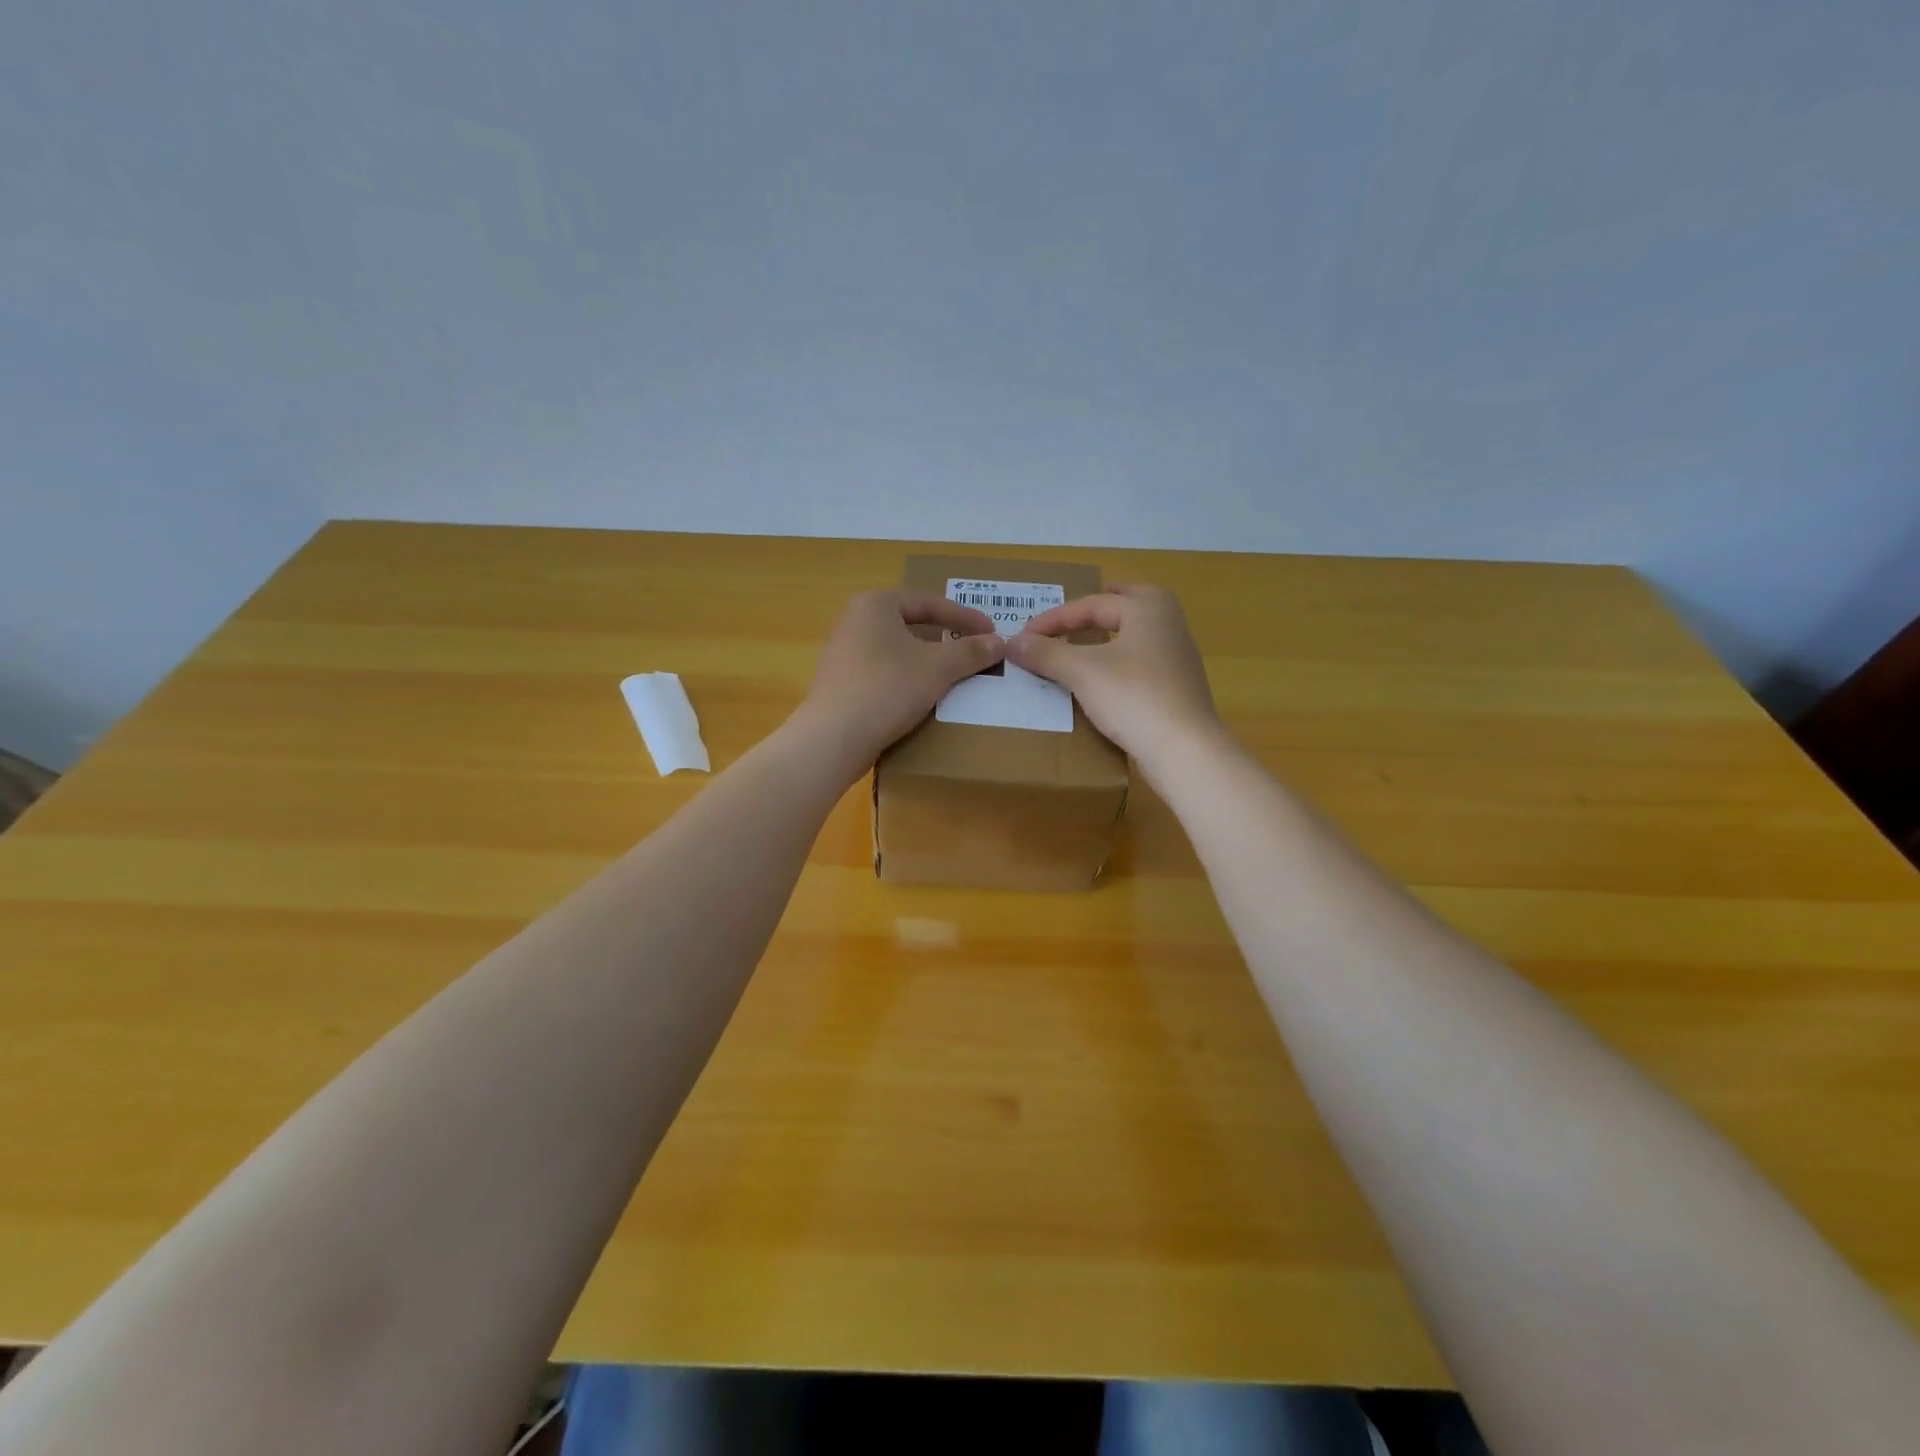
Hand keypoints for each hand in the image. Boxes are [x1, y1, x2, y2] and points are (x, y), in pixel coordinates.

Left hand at [794, 590, 1004, 775]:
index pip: (929, 602)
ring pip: (899, 650)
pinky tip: (925, 696)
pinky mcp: (842, 683)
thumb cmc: (887, 689)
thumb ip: (970, 651)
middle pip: (912, 624)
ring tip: (956, 673)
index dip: (964, 616)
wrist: (834, 738)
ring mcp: (845, 653)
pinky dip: (909, 678)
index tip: (991, 631)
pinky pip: (885, 672)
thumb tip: (999, 642)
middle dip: (946, 637)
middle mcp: (855, 621)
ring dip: (929, 660)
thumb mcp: (937, 668)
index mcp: (875, 605)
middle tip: (975, 649)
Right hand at [1006, 584, 1222, 767]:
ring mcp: (1179, 657)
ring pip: (1138, 633)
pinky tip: (1105, 677)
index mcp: (1148, 609)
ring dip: (1110, 633)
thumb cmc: (1133, 697)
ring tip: (1085, 642)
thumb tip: (1011, 642)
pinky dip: (1120, 659)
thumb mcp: (1081, 672)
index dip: (1053, 619)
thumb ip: (1046, 653)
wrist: (1184, 750)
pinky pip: (1143, 660)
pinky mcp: (1179, 687)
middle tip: (1076, 610)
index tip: (1023, 637)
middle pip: (1130, 604)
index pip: (1091, 604)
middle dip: (1101, 606)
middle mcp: (1169, 624)